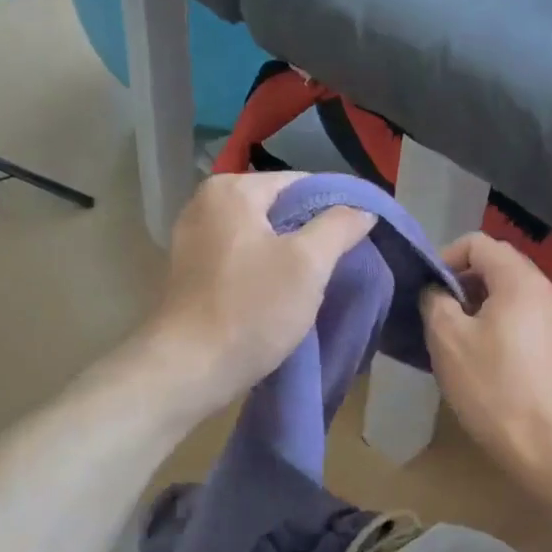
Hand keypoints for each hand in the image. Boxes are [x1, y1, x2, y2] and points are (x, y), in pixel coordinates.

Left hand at [143, 173, 374, 414]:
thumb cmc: (251, 309)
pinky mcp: (190, 270)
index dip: (335, 207)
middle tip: (340, 262)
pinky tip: (280, 294)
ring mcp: (192, 237)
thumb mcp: (308, 264)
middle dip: (311, 232)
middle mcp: (205, 203)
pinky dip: (263, 268)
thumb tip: (363, 209)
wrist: (188, 369)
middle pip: (278, 206)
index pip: (301, 182)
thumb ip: (339, 226)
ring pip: (260, 234)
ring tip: (315, 282)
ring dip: (288, 253)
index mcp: (231, 189)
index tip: (359, 237)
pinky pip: (240, 256)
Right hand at [422, 233, 551, 482]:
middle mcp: (548, 292)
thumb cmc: (495, 388)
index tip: (427, 290)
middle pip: (499, 267)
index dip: (446, 257)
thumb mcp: (448, 340)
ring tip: (459, 343)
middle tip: (438, 317)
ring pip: (513, 298)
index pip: (479, 242)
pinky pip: (527, 323)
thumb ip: (435, 301)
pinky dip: (502, 329)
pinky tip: (488, 365)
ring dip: (481, 309)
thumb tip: (437, 290)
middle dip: (463, 285)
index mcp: (521, 280)